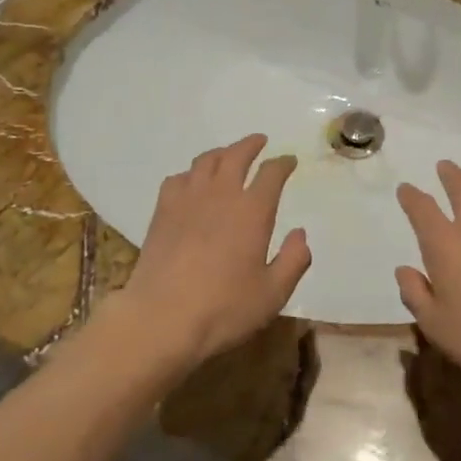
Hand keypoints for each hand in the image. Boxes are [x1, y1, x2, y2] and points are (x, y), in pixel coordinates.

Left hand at [123, 135, 310, 369]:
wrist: (161, 318)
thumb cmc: (223, 309)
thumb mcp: (272, 294)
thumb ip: (293, 261)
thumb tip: (300, 233)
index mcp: (252, 211)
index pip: (272, 174)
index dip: (283, 163)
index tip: (289, 161)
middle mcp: (221, 195)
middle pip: (236, 155)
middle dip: (251, 145)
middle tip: (259, 141)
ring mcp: (187, 200)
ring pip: (205, 161)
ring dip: (221, 153)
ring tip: (228, 155)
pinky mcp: (162, 212)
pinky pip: (178, 179)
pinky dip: (190, 174)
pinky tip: (191, 183)